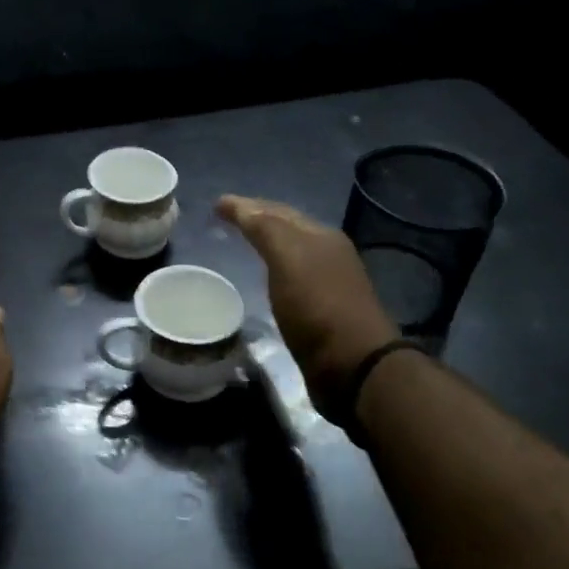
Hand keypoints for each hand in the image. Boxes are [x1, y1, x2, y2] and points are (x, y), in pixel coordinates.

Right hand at [216, 195, 399, 390]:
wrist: (352, 364)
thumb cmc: (317, 306)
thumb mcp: (288, 258)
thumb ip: (265, 228)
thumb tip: (236, 204)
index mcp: (320, 236)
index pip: (277, 210)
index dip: (247, 205)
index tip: (217, 205)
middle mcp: (327, 254)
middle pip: (288, 229)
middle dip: (259, 219)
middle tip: (227, 218)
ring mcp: (327, 283)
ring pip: (290, 254)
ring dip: (267, 245)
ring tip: (242, 244)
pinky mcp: (322, 312)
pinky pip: (290, 279)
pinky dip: (273, 270)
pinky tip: (264, 279)